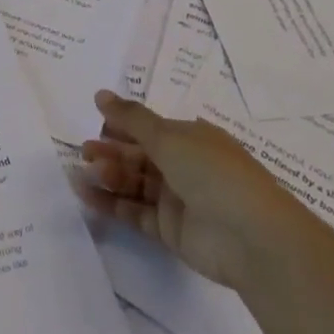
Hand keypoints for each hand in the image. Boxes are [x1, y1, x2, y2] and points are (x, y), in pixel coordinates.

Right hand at [71, 89, 295, 290]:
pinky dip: (111, 203)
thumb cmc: (212, 173)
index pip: (150, 128)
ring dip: (108, 176)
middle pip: (140, 156)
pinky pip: (135, 212)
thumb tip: (100, 94)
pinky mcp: (170, 230)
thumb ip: (131, 118)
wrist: (251, 238)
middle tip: (84, 153)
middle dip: (111, 152)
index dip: (123, 126)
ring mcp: (178, 200)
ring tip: (82, 174)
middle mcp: (185, 166)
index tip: (95, 124)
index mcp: (191, 138)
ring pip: (135, 183)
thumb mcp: (169, 137)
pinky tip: (87, 195)